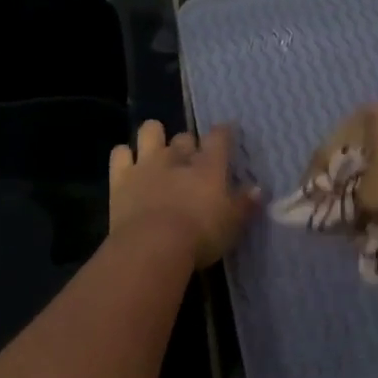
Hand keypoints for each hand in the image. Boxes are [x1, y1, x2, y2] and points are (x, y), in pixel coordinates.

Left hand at [109, 121, 260, 267]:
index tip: (226, 133)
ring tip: (157, 150)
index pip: (219, 137)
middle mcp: (178, 158)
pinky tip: (128, 165)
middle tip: (191, 160)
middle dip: (188, 144)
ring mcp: (146, 164)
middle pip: (185, 137)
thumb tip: (258, 189)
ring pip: (150, 131)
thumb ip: (246, 205)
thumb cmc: (201, 236)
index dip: (223, 133)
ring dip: (154, 136)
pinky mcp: (120, 177)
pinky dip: (124, 155)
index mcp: (209, 167)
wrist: (153, 246)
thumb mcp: (233, 225)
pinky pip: (120, 153)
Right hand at [319, 103, 377, 224]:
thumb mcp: (373, 198)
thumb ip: (350, 202)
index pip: (330, 148)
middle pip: (364, 151)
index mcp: (371, 116)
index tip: (312, 203)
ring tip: (377, 210)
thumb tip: (344, 208)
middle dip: (353, 181)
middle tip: (346, 207)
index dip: (317, 179)